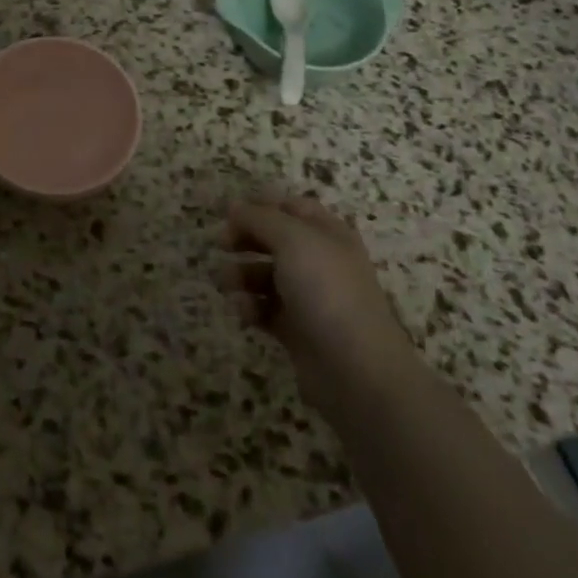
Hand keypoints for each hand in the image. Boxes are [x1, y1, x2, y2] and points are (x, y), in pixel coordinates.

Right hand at [220, 195, 415, 409]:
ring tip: (225, 282)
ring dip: (242, 274)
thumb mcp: (291, 240)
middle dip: (246, 239)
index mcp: (328, 233)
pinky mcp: (298, 330)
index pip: (292, 207)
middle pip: (276, 239)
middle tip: (221, 244)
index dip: (262, 206)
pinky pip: (267, 309)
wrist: (356, 371)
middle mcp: (320, 261)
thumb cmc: (325, 290)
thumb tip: (234, 206)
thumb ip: (259, 218)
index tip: (230, 213)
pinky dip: (251, 307)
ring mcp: (310, 298)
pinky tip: (244, 311)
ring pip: (267, 275)